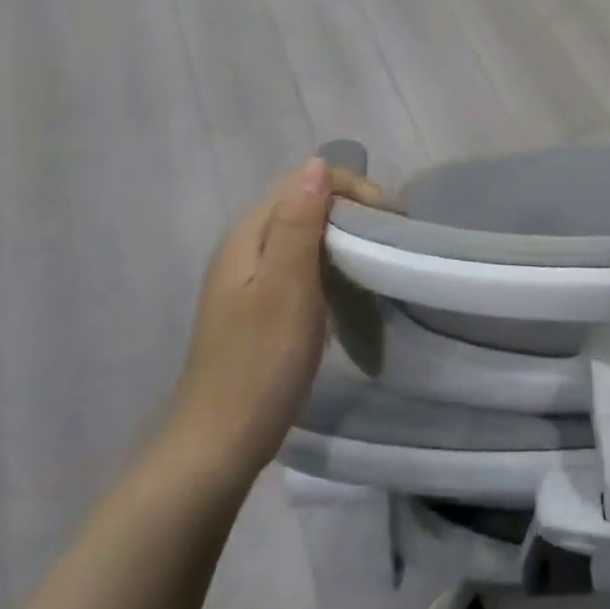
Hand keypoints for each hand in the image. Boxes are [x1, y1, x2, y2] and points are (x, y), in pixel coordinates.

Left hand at [166, 158, 386, 485]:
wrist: (219, 445)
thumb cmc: (259, 362)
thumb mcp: (286, 286)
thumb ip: (299, 222)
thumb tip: (315, 163)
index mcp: (248, 235)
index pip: (303, 181)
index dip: (350, 188)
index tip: (388, 218)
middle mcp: (245, 247)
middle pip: (304, 203)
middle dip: (351, 208)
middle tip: (390, 237)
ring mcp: (250, 279)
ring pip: (305, 234)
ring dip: (343, 235)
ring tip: (378, 255)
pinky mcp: (260, 306)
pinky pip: (302, 263)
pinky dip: (330, 262)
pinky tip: (349, 284)